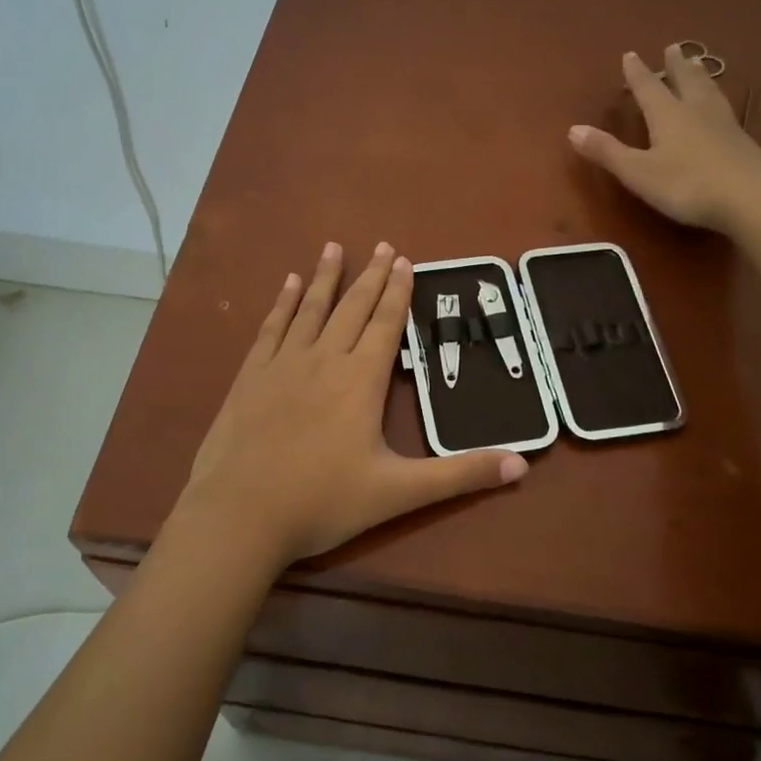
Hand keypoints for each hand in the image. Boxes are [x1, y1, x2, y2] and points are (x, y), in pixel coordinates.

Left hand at [177, 241, 528, 569]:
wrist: (239, 515)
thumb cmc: (322, 502)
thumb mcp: (399, 493)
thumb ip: (460, 475)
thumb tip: (521, 463)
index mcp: (361, 381)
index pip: (385, 324)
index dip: (397, 291)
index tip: (403, 259)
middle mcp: (324, 360)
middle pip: (352, 308)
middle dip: (370, 276)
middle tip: (381, 244)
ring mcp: (282, 365)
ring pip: (311, 309)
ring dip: (325, 277)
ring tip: (334, 247)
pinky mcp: (250, 376)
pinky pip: (271, 328)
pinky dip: (282, 303)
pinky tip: (287, 285)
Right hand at [569, 45, 760, 232]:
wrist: (753, 197)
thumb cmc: (687, 184)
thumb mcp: (638, 172)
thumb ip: (607, 151)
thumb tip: (573, 129)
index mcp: (667, 115)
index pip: (648, 88)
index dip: (637, 73)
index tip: (630, 54)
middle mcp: (696, 111)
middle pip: (684, 81)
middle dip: (675, 66)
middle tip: (673, 48)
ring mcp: (723, 125)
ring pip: (708, 92)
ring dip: (699, 76)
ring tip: (698, 65)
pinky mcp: (743, 142)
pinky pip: (724, 109)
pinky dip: (717, 98)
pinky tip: (722, 106)